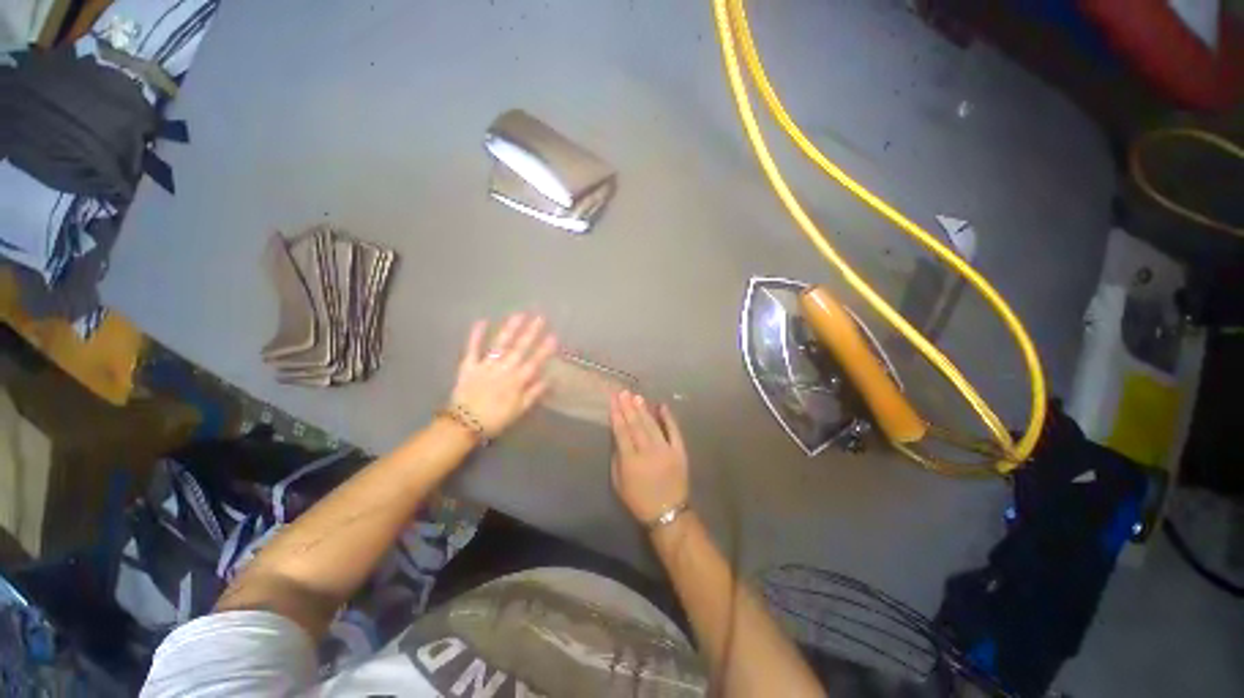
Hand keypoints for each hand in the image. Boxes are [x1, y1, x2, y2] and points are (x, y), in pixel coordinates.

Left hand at [450, 314, 557, 437]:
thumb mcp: (519, 410)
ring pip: (500, 344)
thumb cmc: (495, 419)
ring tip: (519, 314)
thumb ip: (534, 393)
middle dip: (531, 332)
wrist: (464, 424)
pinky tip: (482, 321)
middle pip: (520, 348)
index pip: (534, 362)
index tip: (554, 336)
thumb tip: (550, 379)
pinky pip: (473, 348)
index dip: (545, 349)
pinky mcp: (469, 365)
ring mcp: (486, 365)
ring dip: (510, 329)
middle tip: (540, 317)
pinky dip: (477, 335)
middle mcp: (504, 369)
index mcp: (517, 381)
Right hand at [610, 391, 689, 524]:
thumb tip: (618, 437)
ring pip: (652, 425)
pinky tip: (662, 406)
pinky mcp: (679, 451)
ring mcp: (666, 450)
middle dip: (628, 407)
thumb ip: (617, 458)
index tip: (613, 400)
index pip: (621, 432)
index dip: (617, 415)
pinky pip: (674, 431)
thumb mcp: (618, 483)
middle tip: (623, 392)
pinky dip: (668, 418)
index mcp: (631, 461)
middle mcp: (648, 452)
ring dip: (644, 410)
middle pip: (636, 425)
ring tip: (637, 397)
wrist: (668, 512)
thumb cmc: (638, 500)